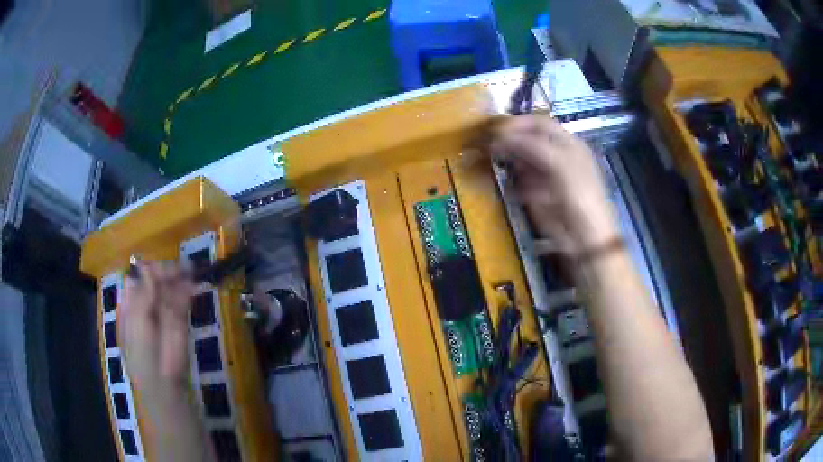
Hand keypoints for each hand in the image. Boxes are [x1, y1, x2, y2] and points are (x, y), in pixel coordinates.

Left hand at [119, 261, 194, 411]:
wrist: (165, 389)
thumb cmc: (144, 358)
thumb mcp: (137, 324)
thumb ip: (142, 296)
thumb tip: (147, 268)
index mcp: (130, 308)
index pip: (137, 281)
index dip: (148, 271)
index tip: (160, 267)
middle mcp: (145, 308)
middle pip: (153, 284)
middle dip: (165, 273)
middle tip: (180, 268)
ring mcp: (162, 317)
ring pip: (168, 291)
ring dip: (177, 280)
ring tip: (189, 271)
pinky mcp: (178, 326)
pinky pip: (180, 303)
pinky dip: (185, 292)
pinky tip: (191, 283)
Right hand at [491, 115, 619, 254]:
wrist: (586, 238)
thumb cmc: (579, 196)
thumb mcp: (559, 164)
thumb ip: (531, 146)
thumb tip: (501, 136)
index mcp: (568, 144)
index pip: (539, 124)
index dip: (518, 124)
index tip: (495, 130)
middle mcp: (557, 156)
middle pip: (528, 140)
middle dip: (509, 141)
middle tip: (489, 145)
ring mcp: (546, 176)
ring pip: (522, 161)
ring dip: (509, 160)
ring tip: (496, 163)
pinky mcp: (537, 196)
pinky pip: (520, 183)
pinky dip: (513, 183)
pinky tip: (510, 186)